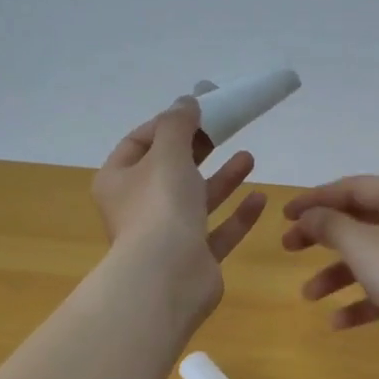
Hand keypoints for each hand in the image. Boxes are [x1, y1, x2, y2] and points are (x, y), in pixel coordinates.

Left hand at [94, 98, 266, 322]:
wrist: (168, 277)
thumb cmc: (160, 206)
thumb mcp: (168, 153)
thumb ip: (178, 124)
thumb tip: (186, 101)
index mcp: (119, 181)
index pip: (139, 143)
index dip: (167, 124)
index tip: (198, 110)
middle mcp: (138, 208)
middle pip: (170, 171)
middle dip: (198, 150)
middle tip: (225, 129)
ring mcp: (166, 236)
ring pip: (196, 201)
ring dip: (222, 179)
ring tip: (249, 157)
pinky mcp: (194, 259)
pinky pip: (217, 232)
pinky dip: (236, 216)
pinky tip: (260, 198)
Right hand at [282, 177, 378, 341]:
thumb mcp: (361, 244)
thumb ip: (328, 225)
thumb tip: (309, 216)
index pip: (351, 187)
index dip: (314, 200)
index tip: (284, 215)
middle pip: (359, 220)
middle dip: (321, 237)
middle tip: (288, 248)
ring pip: (370, 256)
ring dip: (337, 274)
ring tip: (308, 295)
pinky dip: (362, 300)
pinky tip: (337, 323)